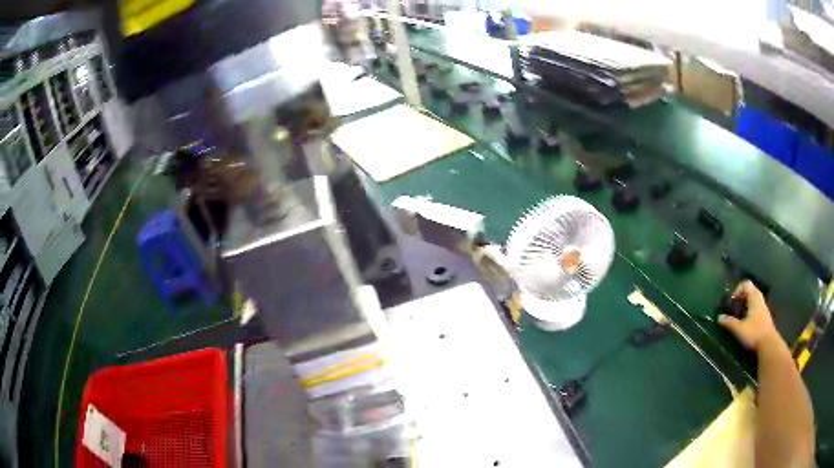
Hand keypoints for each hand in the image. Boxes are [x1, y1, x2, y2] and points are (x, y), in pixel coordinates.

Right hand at [718, 281, 783, 352]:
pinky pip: (756, 307)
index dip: (737, 289)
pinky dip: (750, 310)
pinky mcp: (765, 316)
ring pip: (754, 299)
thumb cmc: (754, 333)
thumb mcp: (739, 329)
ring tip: (739, 315)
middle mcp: (759, 299)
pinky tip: (746, 322)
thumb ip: (729, 322)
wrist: (768, 344)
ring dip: (746, 304)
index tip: (731, 301)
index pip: (746, 284)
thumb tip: (719, 317)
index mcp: (754, 297)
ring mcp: (763, 307)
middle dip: (741, 297)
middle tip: (734, 307)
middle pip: (750, 290)